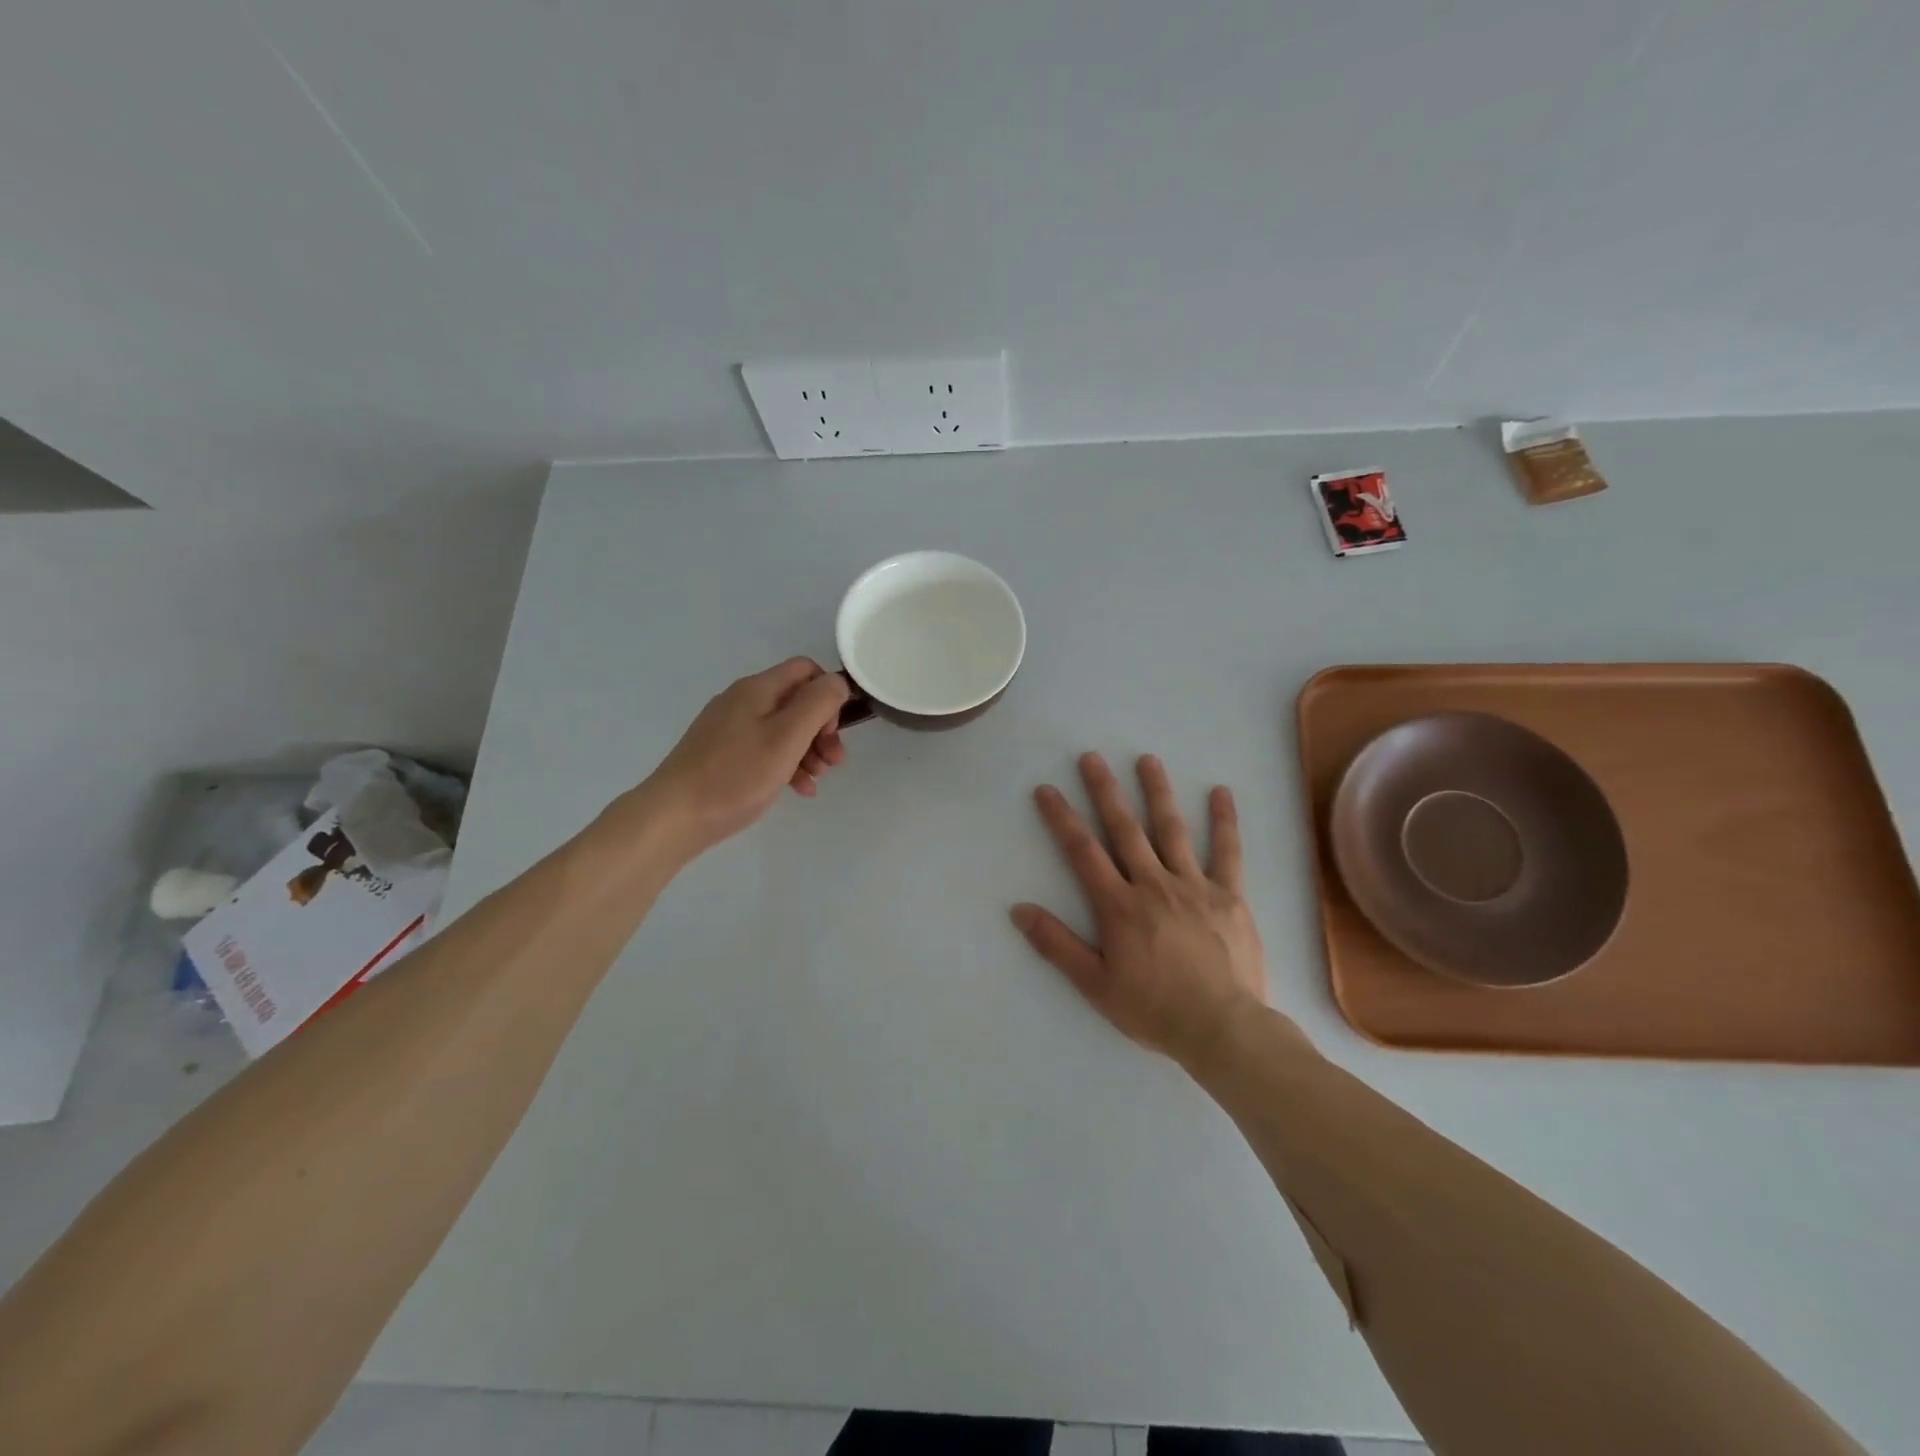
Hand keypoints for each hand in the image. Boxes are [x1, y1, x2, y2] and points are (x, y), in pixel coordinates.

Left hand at [639, 658, 849, 858]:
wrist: (675, 816)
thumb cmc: (736, 775)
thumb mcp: (786, 737)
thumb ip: (818, 704)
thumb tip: (838, 683)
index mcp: (757, 689)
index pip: (805, 670)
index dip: (828, 694)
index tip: (833, 729)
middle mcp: (743, 701)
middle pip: (796, 702)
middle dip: (822, 729)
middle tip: (834, 760)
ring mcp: (730, 728)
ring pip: (783, 728)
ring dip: (808, 750)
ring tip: (817, 779)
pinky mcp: (723, 754)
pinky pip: (765, 749)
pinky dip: (786, 764)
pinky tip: (798, 790)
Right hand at [1011, 753, 1269, 1067]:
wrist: (1222, 1029)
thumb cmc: (1154, 1010)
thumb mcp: (1095, 985)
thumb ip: (1057, 944)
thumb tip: (1019, 909)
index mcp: (1119, 906)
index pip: (1083, 852)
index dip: (1062, 819)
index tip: (1047, 790)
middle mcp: (1153, 884)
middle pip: (1124, 829)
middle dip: (1105, 791)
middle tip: (1091, 757)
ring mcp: (1194, 885)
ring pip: (1172, 830)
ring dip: (1157, 792)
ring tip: (1147, 760)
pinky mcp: (1229, 895)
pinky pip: (1227, 852)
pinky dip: (1225, 821)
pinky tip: (1221, 793)